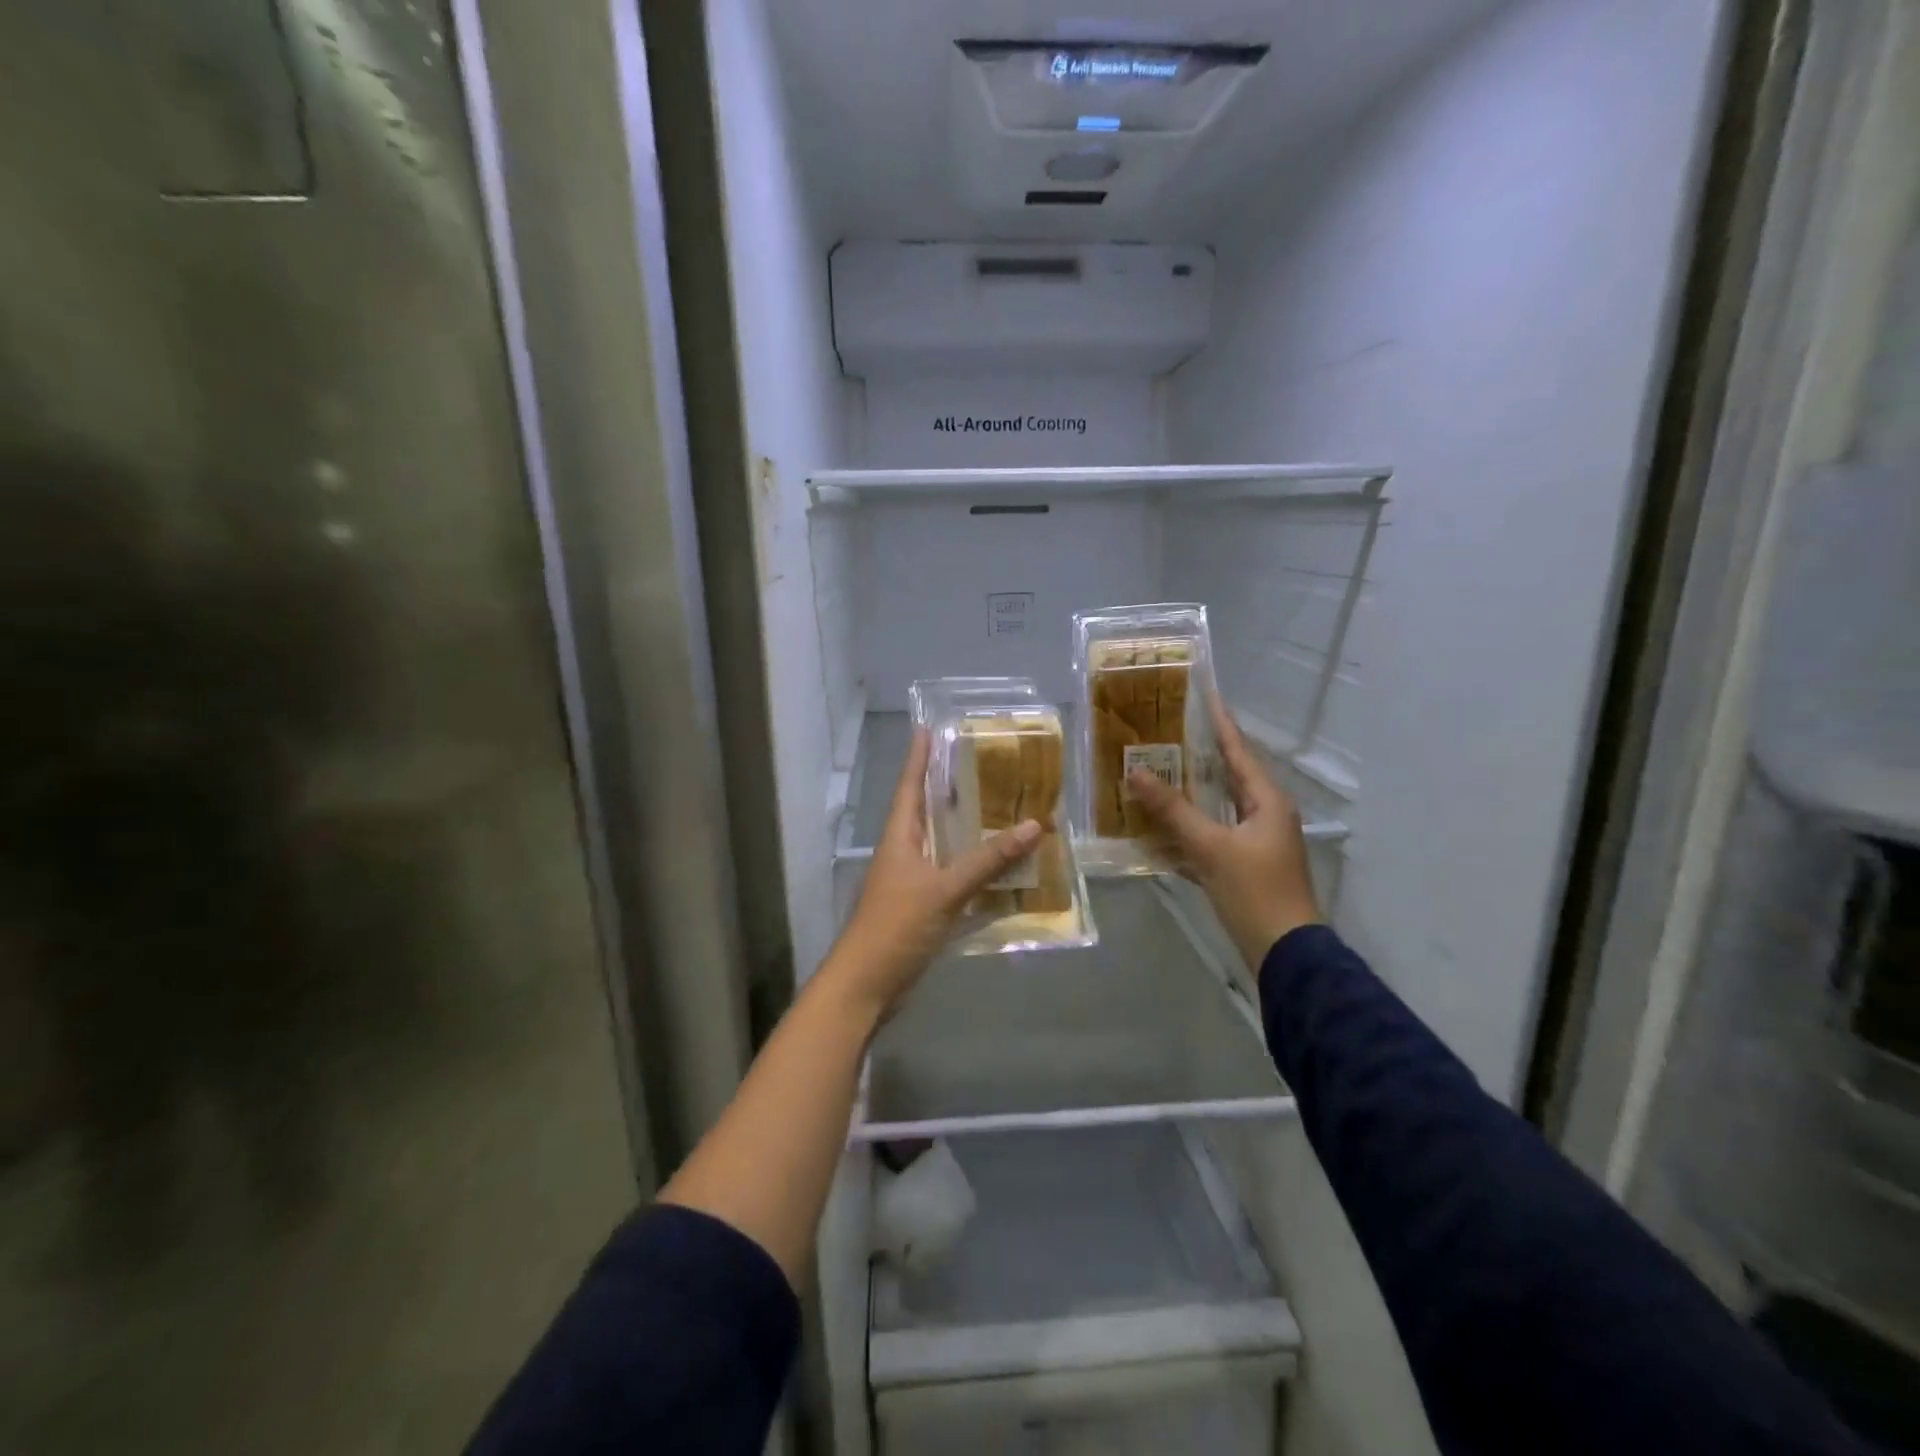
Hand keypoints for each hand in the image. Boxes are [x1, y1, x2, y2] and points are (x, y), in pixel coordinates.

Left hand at [821, 728, 1041, 1021]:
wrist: (867, 985)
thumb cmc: (897, 926)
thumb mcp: (945, 889)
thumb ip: (987, 859)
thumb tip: (1032, 825)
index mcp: (899, 837)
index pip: (909, 786)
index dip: (918, 757)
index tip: (927, 727)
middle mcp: (903, 852)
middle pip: (926, 811)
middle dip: (949, 788)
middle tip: (980, 764)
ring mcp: (910, 881)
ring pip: (941, 844)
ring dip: (965, 829)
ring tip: (998, 807)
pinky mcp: (920, 907)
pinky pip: (951, 876)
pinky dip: (972, 867)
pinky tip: (998, 867)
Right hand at [1127, 700, 1321, 972]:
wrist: (1285, 953)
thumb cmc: (1254, 891)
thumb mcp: (1210, 846)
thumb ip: (1172, 810)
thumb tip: (1135, 773)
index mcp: (1267, 800)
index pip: (1238, 750)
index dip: (1218, 722)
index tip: (1202, 694)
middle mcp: (1264, 814)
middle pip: (1227, 775)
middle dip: (1196, 755)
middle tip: (1163, 732)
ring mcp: (1255, 841)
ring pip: (1217, 806)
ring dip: (1188, 793)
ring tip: (1154, 771)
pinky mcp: (1243, 866)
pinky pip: (1211, 835)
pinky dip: (1187, 828)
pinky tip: (1158, 827)